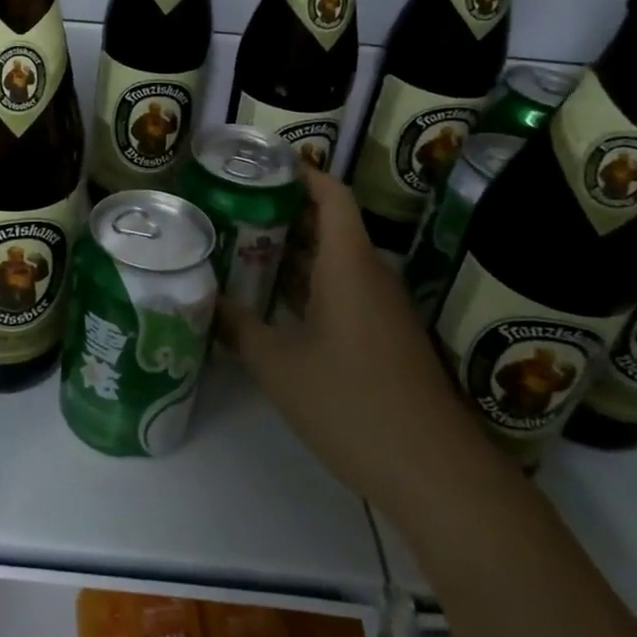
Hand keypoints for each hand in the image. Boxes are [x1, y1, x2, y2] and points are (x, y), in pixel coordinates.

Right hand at [219, 167, 493, 513]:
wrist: (435, 472)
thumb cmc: (352, 404)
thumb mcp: (279, 366)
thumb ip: (238, 328)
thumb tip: (202, 299)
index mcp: (349, 266)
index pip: (332, 196)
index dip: (300, 172)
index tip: (259, 164)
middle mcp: (369, 276)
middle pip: (329, 226)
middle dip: (283, 212)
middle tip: (231, 208)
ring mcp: (380, 309)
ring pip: (334, 262)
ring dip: (293, 251)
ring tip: (240, 247)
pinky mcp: (383, 338)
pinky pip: (342, 292)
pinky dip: (308, 286)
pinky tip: (272, 303)